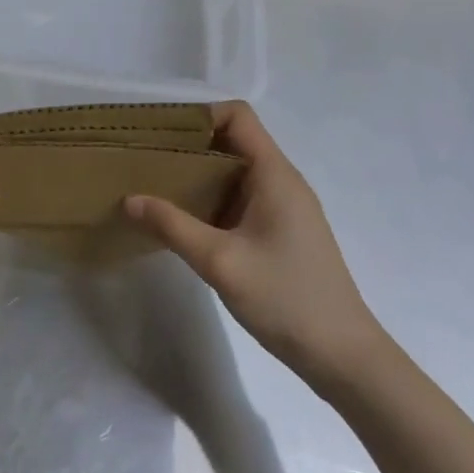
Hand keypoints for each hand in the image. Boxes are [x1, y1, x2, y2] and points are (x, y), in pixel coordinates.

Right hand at [124, 101, 386, 394]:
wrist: (344, 357)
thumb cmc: (286, 299)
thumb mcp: (220, 261)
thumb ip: (173, 226)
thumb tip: (129, 198)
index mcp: (274, 174)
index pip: (238, 116)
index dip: (199, 115)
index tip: (159, 134)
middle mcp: (280, 181)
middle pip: (232, 140)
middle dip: (188, 145)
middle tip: (145, 160)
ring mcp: (283, 208)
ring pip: (233, 172)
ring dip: (196, 174)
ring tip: (154, 187)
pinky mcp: (280, 232)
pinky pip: (239, 198)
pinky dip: (209, 199)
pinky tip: (182, 221)